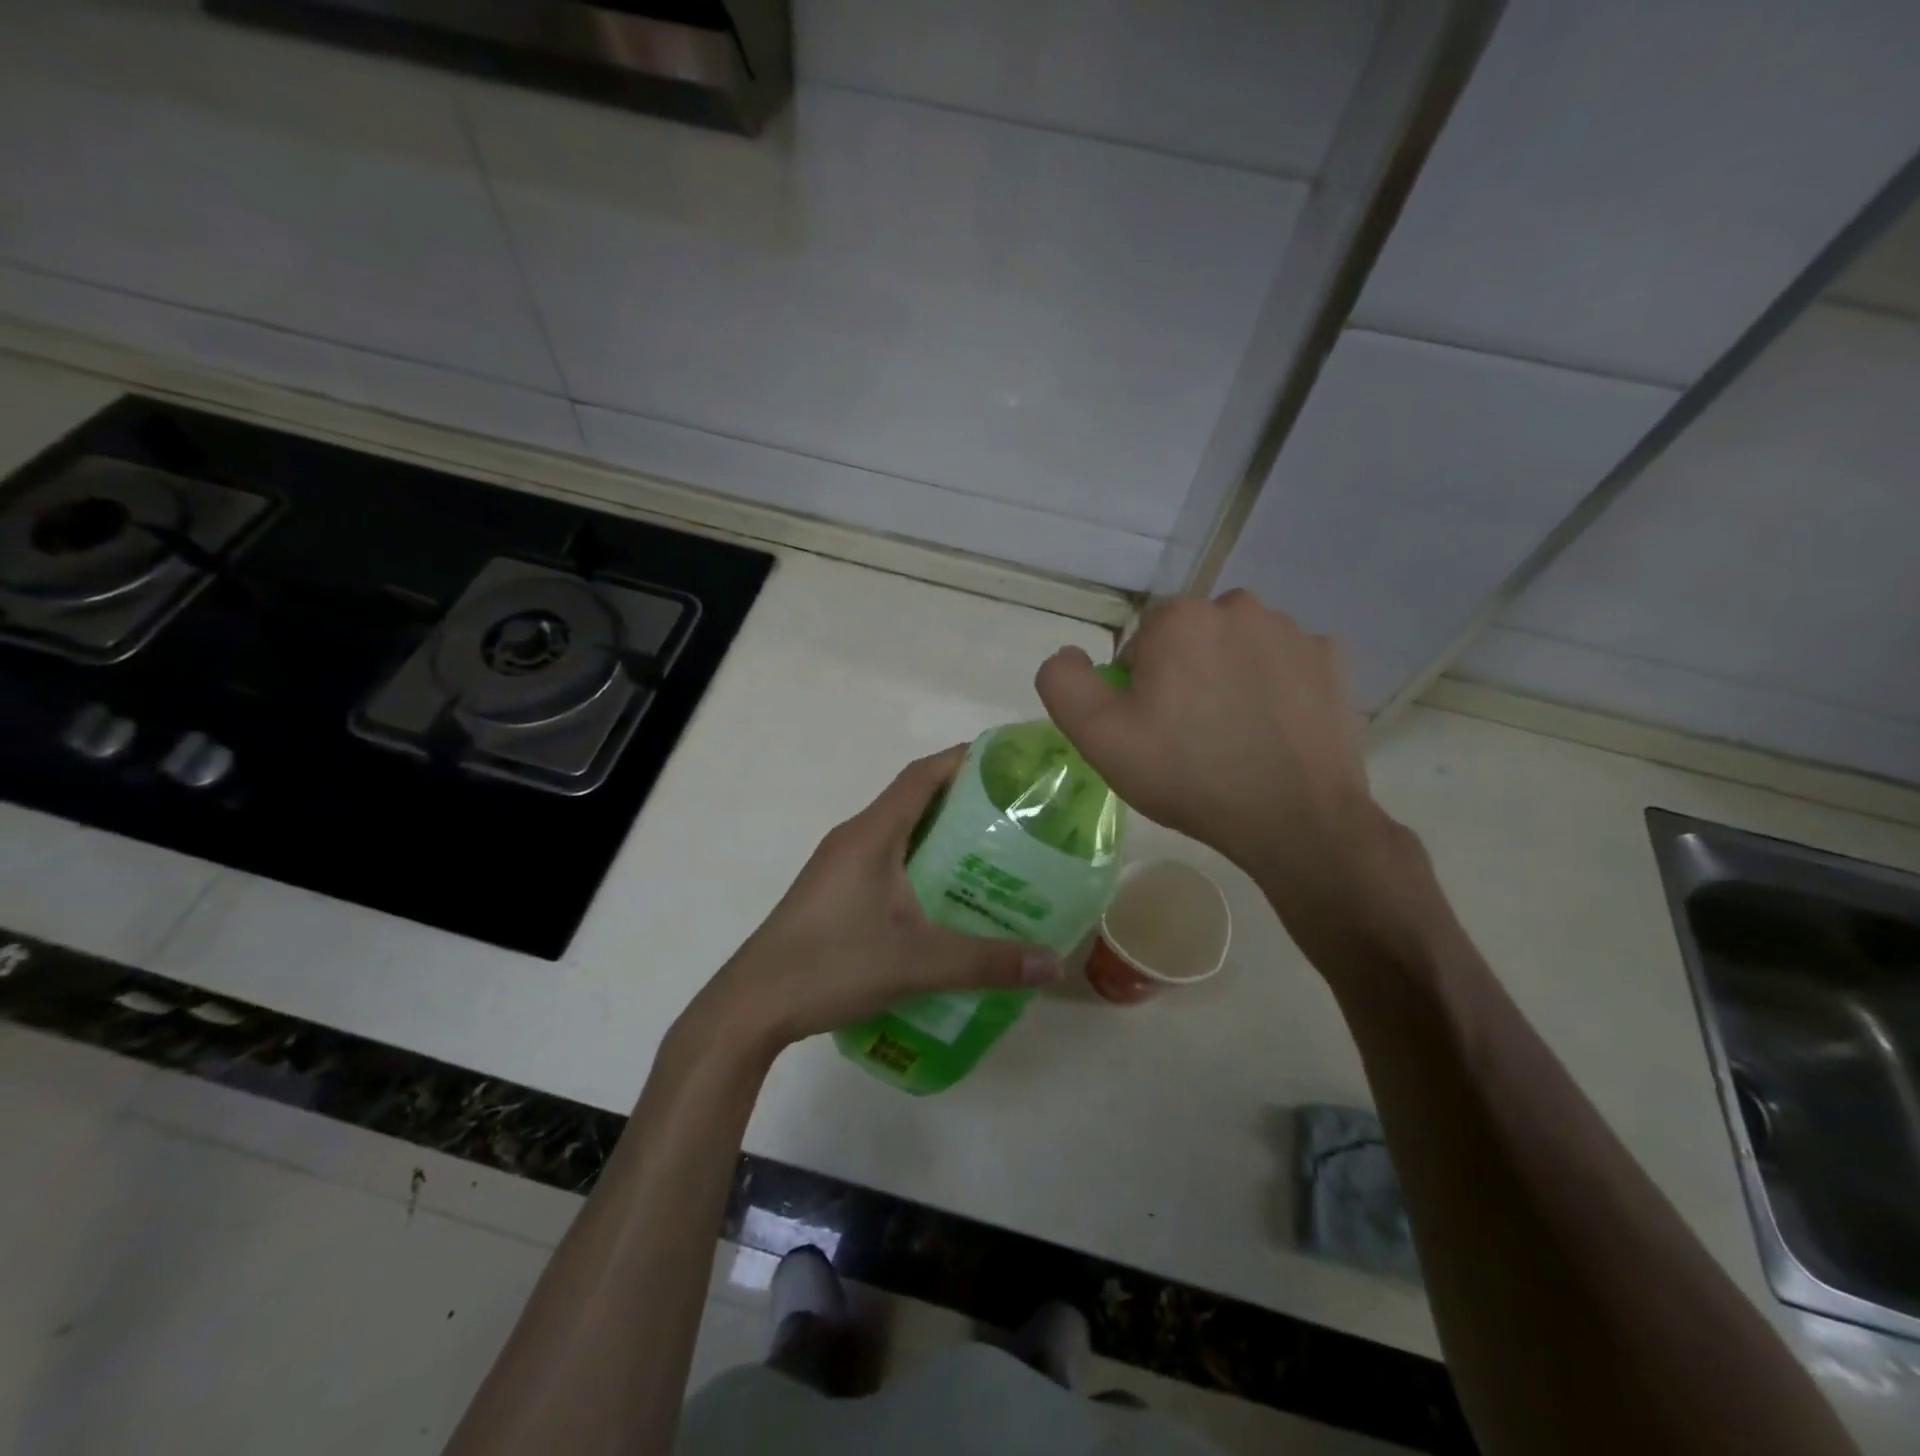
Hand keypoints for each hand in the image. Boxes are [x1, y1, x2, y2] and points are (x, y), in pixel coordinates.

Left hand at [697, 746, 1061, 1050]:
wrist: (753, 1005)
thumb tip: (1053, 962)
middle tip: (1015, 817)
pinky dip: (920, 864)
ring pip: (900, 834)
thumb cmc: (832, 964)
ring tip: (992, 856)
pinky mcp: (834, 893)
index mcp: (871, 834)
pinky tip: (946, 899)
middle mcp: (854, 838)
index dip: (964, 759)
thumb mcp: (917, 962)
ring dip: (941, 836)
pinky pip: (887, 860)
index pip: (922, 775)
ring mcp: (840, 865)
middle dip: (964, 801)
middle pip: (914, 800)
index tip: (1008, 762)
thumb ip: (986, 961)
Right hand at [1036, 591, 1400, 913]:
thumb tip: (1069, 654)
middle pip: (1191, 639)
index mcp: (1180, 619)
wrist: (1294, 819)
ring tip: (1235, 735)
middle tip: (1190, 734)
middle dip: (1184, 675)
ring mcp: (1293, 632)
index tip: (1151, 728)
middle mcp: (1238, 607)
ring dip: (1229, 677)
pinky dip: (1275, 687)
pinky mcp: (1332, 660)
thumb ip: (1064, 683)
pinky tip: (1274, 730)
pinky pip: (1285, 664)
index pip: (1141, 642)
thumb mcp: (1099, 737)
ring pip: (1239, 648)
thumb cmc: (1188, 774)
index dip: (1138, 686)